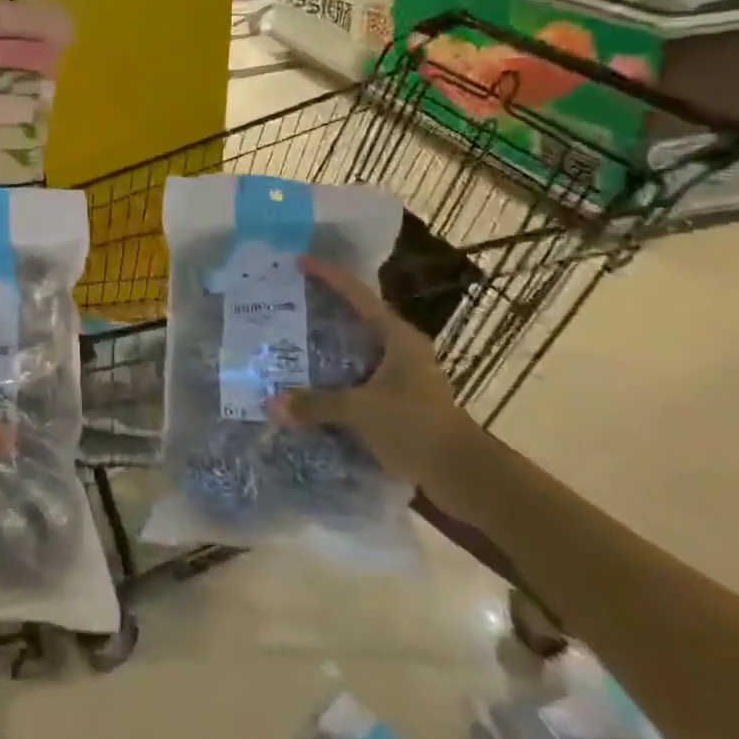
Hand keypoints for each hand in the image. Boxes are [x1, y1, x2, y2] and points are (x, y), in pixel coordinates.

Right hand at [268, 256, 477, 487]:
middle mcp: (401, 351)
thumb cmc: (416, 427)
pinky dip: (335, 381)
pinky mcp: (401, 404)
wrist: (466, 477)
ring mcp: (403, 378)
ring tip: (288, 344)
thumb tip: (272, 405)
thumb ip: (315, 404)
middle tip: (287, 304)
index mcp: (397, 337)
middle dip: (323, 312)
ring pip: (356, 353)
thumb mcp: (360, 410)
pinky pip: (359, 381)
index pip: (358, 295)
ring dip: (327, 350)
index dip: (329, 276)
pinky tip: (310, 388)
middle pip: (356, 320)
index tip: (299, 261)